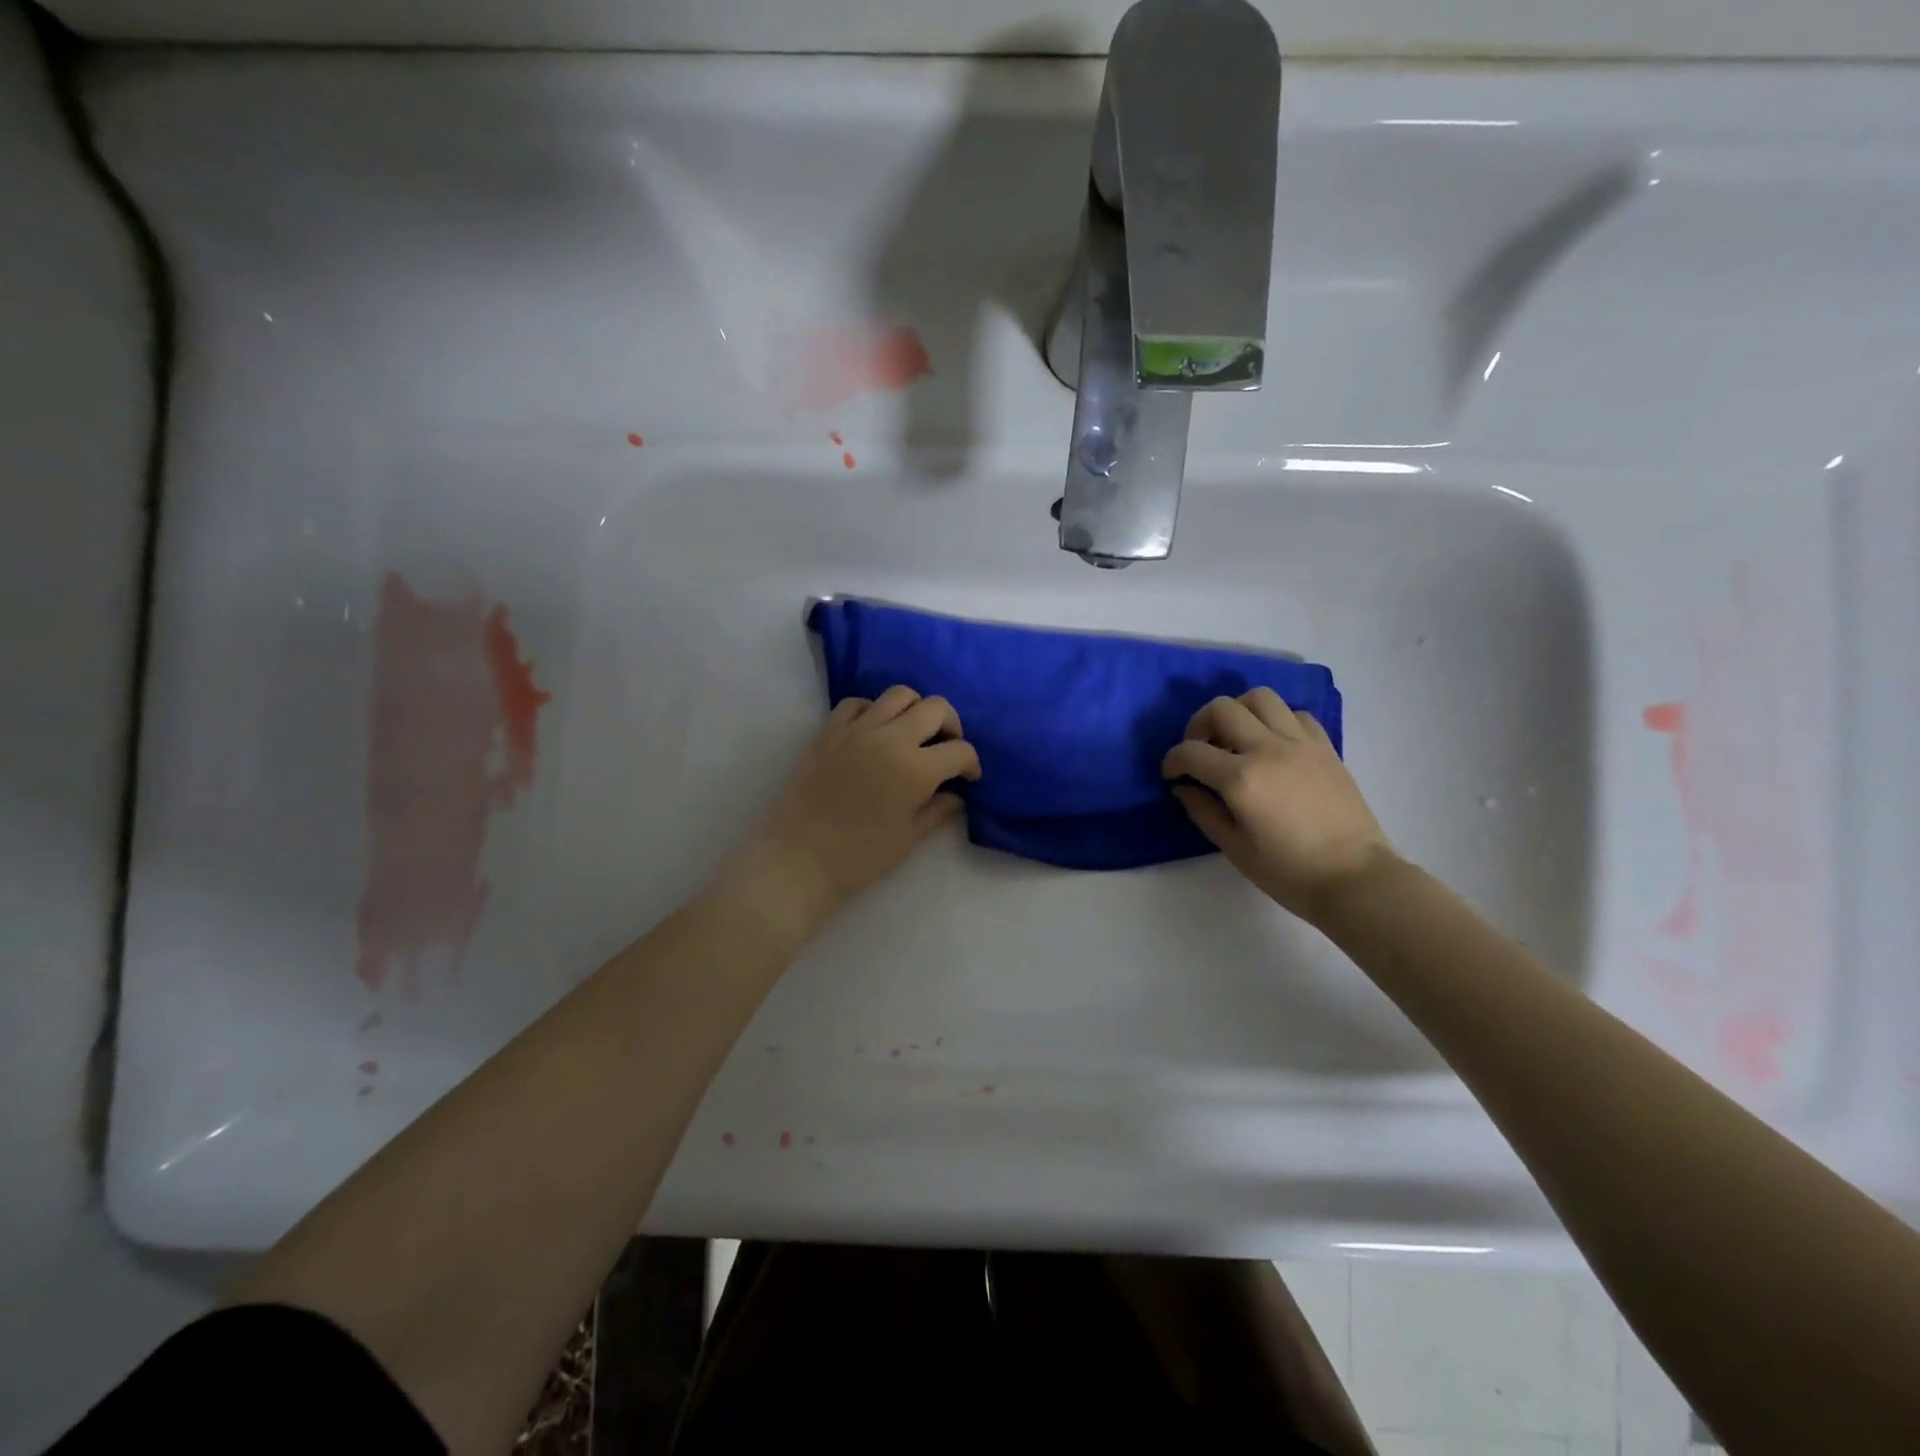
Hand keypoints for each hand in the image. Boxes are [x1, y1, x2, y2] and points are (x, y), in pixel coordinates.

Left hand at [739, 686, 980, 931]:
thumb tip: (956, 795)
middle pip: (935, 708)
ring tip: (912, 734)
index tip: (968, 778)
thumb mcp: (909, 838)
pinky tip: (874, 731)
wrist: (799, 859)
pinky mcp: (829, 732)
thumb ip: (938, 811)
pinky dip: (873, 710)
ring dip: (915, 710)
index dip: (971, 764)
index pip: (960, 750)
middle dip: (951, 726)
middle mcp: (890, 738)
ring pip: (899, 694)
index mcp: (916, 769)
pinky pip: (857, 703)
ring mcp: (857, 730)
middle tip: (946, 748)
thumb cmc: (860, 857)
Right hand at [1162, 688, 1395, 923]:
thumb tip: (1184, 787)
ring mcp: (1300, 744)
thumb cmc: (1289, 872)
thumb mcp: (1234, 848)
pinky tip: (1273, 745)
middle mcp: (1268, 749)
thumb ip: (1204, 811)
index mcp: (1241, 779)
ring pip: (1260, 697)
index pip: (1191, 752)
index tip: (1172, 775)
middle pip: (1222, 708)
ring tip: (1236, 738)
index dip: (1172, 760)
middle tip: (1201, 750)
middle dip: (1199, 725)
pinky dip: (1276, 720)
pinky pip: (1295, 714)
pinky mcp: (1325, 747)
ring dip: (1239, 712)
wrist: (1355, 879)